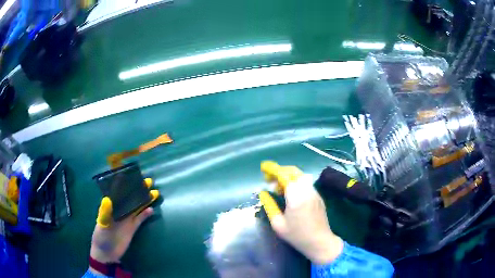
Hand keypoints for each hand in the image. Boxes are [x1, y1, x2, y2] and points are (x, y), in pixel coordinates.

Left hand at [90, 178, 158, 272]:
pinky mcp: (132, 228)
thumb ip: (104, 213)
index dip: (126, 184)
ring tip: (154, 192)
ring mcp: (126, 219)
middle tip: (149, 181)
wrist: (107, 253)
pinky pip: (140, 219)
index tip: (133, 176)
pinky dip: (145, 214)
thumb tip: (107, 199)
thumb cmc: (101, 237)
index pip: (119, 192)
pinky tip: (151, 209)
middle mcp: (119, 210)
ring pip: (136, 207)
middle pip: (130, 197)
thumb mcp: (101, 225)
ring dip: (144, 200)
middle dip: (138, 189)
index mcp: (111, 207)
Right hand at [259, 162, 343, 264]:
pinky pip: (306, 183)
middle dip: (280, 170)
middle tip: (269, 179)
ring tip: (279, 188)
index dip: (273, 169)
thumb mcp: (278, 224)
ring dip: (288, 176)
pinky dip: (296, 182)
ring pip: (301, 176)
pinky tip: (291, 194)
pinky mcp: (318, 196)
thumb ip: (269, 206)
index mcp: (295, 197)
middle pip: (294, 172)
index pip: (283, 175)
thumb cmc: (297, 235)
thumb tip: (263, 193)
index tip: (264, 167)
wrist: (320, 241)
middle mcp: (306, 191)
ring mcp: (314, 192)